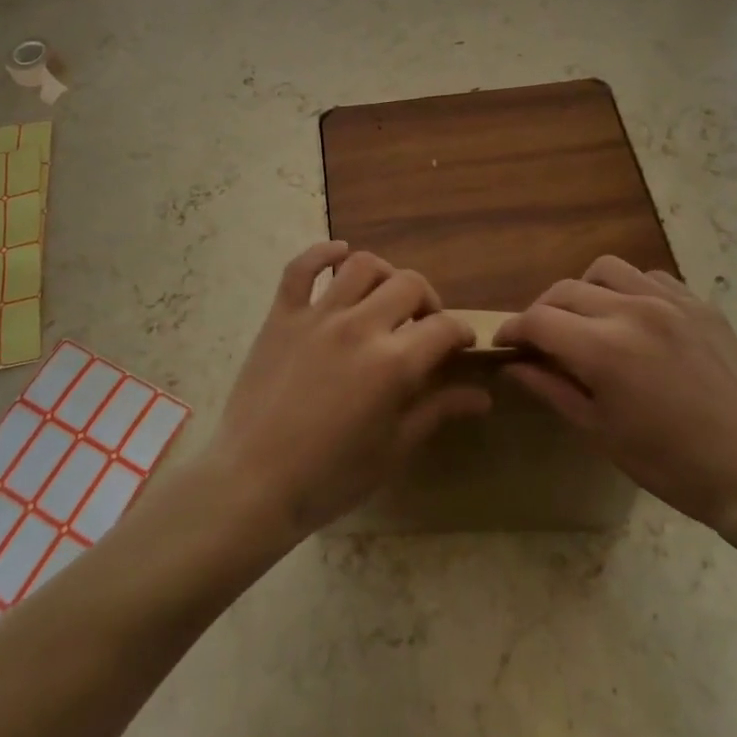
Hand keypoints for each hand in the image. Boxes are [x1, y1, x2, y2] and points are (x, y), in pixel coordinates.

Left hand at [205, 242, 490, 541]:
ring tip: (386, 296)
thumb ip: (437, 411)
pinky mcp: (282, 315)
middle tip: (425, 324)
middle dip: (428, 301)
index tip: (462, 344)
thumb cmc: (331, 476)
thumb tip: (482, 396)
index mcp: (393, 363)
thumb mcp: (394, 449)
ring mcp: (317, 316)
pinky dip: (323, 253)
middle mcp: (359, 326)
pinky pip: (301, 267)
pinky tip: (339, 254)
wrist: (254, 483)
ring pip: (361, 266)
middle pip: (408, 284)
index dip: (461, 332)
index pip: (443, 327)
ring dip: (384, 275)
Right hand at [498, 257, 736, 566]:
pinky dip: (629, 289)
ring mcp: (670, 301)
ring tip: (588, 319)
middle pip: (565, 289)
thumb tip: (514, 366)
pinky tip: (634, 318)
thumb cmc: (671, 464)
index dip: (514, 329)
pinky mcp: (699, 304)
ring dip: (584, 290)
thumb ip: (552, 388)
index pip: (539, 319)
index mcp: (603, 348)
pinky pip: (650, 277)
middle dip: (542, 311)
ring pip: (606, 269)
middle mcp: (632, 310)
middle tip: (540, 338)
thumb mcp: (600, 432)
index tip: (505, 344)